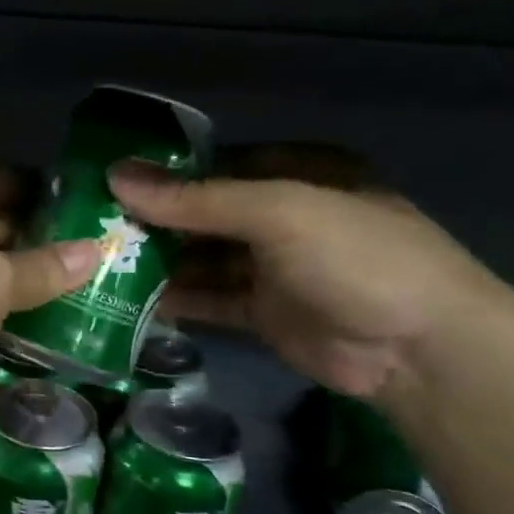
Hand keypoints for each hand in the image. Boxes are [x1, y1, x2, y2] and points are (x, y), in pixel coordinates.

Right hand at [109, 160, 505, 400]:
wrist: (420, 349)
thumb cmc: (357, 257)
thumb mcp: (278, 212)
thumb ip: (195, 199)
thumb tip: (115, 177)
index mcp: (298, 173)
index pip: (216, 164)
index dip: (164, 173)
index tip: (108, 182)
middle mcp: (283, 216)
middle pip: (204, 213)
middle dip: (154, 220)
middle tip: (92, 227)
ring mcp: (274, 267)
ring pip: (202, 258)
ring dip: (159, 262)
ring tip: (100, 264)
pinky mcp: (264, 312)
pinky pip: (210, 299)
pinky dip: (176, 300)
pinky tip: (131, 301)